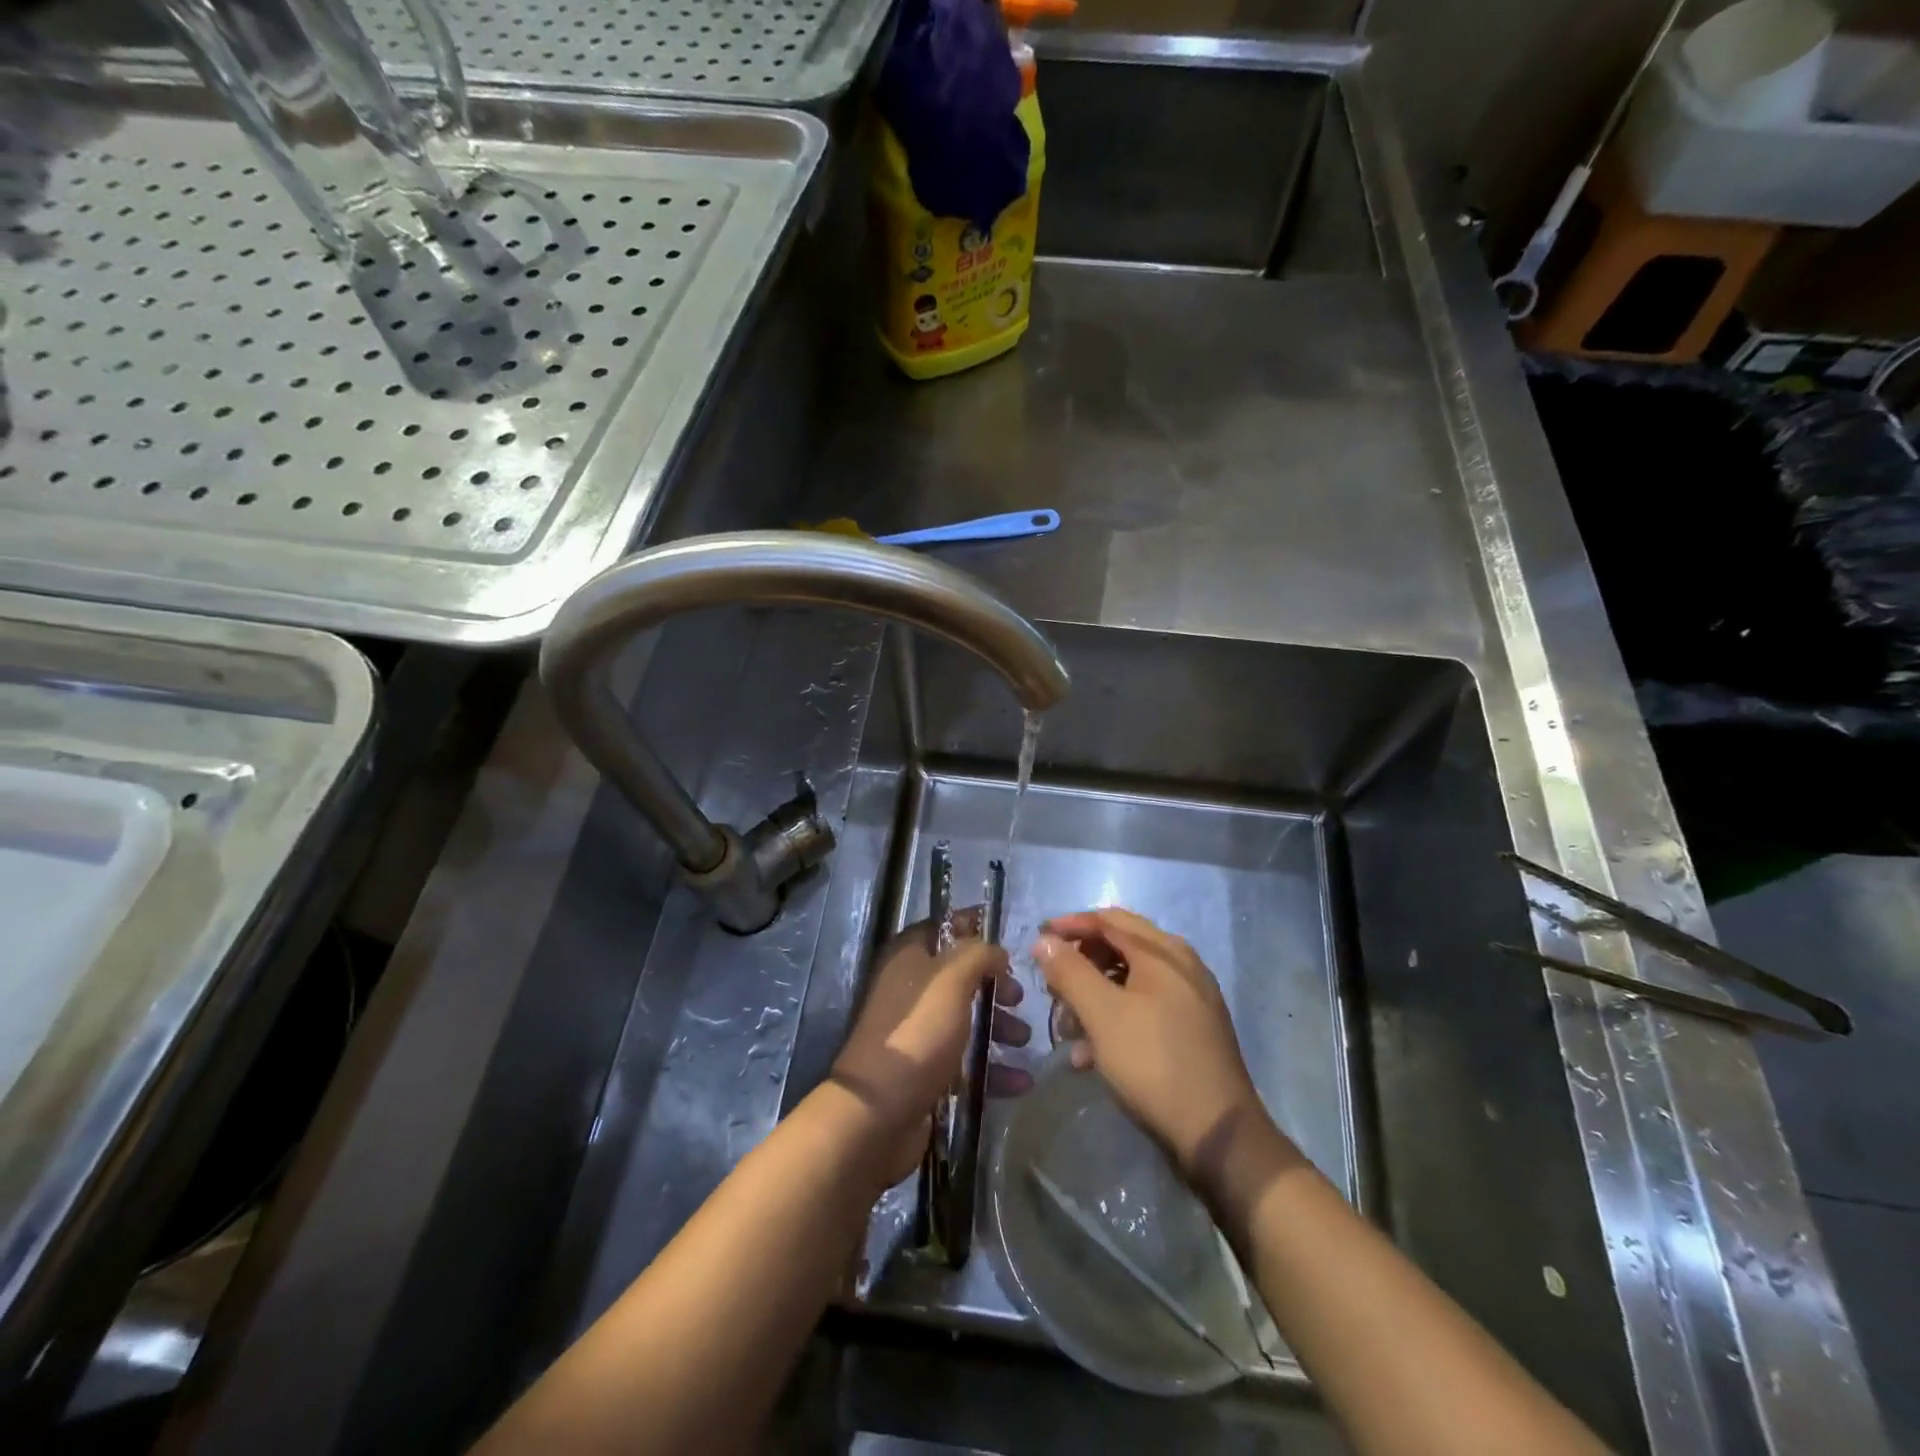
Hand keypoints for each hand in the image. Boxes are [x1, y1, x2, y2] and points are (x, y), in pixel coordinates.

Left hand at [831, 909, 1031, 1184]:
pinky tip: (1020, 1082)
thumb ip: (977, 955)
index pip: (943, 930)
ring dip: (999, 1028)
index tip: (1009, 945)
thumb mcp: (951, 980)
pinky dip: (993, 1069)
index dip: (975, 932)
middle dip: (995, 988)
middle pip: (960, 978)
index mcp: (908, 958)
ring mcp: (918, 1032)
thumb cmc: (917, 1032)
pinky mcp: (927, 1071)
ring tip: (1024, 1043)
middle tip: (1019, 1000)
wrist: (878, 1112)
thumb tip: (996, 951)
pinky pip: (966, 1062)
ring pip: (966, 1020)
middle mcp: (910, 990)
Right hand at [1035, 907, 1271, 1179]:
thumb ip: (1070, 972)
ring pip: (1130, 981)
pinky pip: (1145, 1008)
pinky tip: (1091, 1055)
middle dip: (1080, 964)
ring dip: (1094, 996)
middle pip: (1120, 947)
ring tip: (1067, 1028)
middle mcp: (1182, 965)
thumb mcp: (1102, 1015)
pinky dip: (1115, 1019)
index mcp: (1163, 952)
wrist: (1218, 1134)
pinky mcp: (1192, 1029)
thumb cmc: (1153, 1063)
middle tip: (1051, 986)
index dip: (1070, 925)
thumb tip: (1044, 940)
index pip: (1108, 920)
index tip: (1038, 941)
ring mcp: (1191, 998)